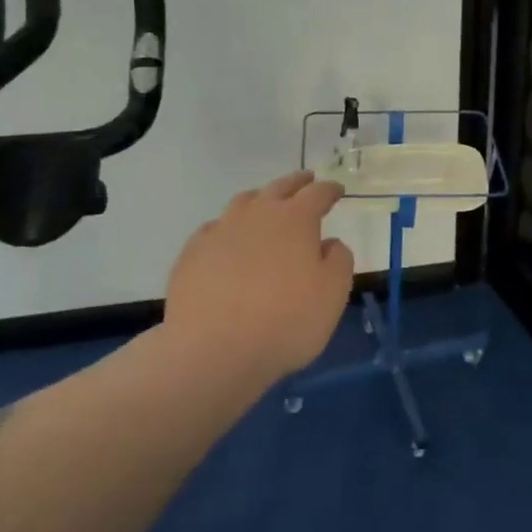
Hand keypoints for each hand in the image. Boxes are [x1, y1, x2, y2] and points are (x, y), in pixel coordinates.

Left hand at [163, 171, 355, 379]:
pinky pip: (215, 229)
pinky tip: (229, 241)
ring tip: (266, 205)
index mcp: (296, 219)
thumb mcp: (334, 293)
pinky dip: (229, 228)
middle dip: (296, 183)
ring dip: (260, 199)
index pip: (317, 193)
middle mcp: (257, 215)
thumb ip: (339, 260)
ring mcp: (220, 232)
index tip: (338, 191)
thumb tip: (329, 243)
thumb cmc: (286, 321)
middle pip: (279, 188)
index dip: (330, 190)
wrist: (213, 351)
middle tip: (306, 181)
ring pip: (243, 202)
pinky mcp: (192, 254)